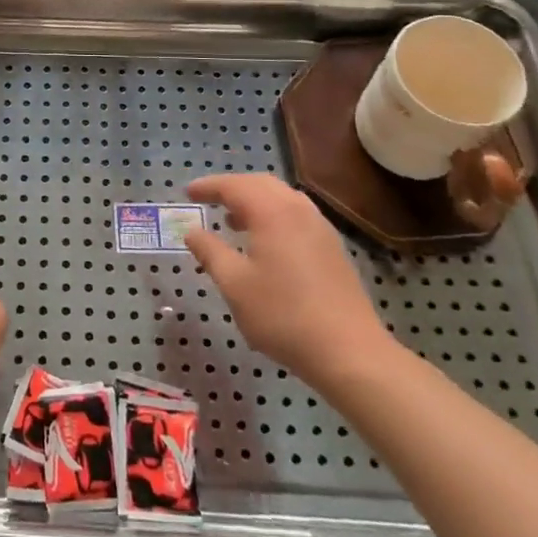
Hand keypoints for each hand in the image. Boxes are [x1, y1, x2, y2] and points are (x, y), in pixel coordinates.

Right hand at [183, 173, 397, 391]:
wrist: (349, 352)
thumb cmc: (283, 315)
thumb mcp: (235, 285)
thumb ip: (210, 253)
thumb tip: (192, 232)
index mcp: (272, 211)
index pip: (234, 186)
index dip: (208, 187)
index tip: (187, 193)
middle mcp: (298, 209)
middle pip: (260, 184)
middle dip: (232, 189)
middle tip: (209, 201)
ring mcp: (320, 227)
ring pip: (281, 199)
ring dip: (254, 202)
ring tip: (233, 221)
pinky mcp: (332, 247)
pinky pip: (296, 215)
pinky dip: (273, 216)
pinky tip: (265, 243)